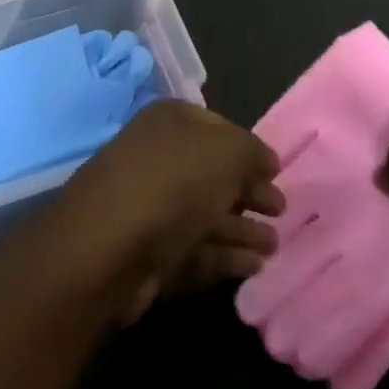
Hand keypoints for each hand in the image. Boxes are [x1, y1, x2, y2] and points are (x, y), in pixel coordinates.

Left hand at [28, 99, 283, 324]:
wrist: (107, 247)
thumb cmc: (172, 182)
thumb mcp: (226, 152)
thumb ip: (252, 152)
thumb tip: (265, 162)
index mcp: (170, 122)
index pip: (217, 127)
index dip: (248, 148)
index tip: (276, 171)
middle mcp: (158, 158)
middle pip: (212, 173)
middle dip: (247, 191)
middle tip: (281, 210)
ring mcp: (150, 207)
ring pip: (205, 213)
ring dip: (241, 228)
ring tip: (276, 245)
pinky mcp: (148, 253)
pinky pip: (195, 249)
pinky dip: (224, 256)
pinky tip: (255, 266)